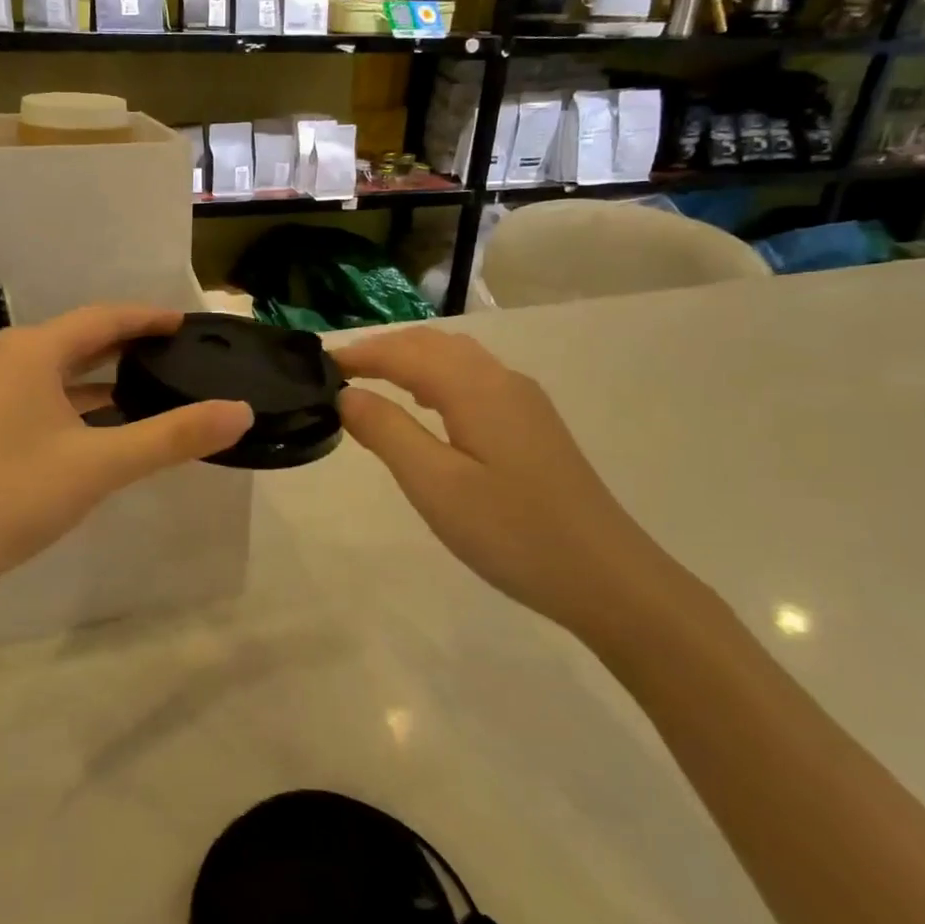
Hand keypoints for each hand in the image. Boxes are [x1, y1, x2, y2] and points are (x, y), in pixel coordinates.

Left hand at [0, 305, 252, 604]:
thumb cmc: (13, 497)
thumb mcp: (101, 466)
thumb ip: (173, 436)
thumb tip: (240, 412)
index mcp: (29, 351)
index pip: (102, 318)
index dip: (147, 318)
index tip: (184, 322)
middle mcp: (0, 355)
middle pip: (74, 338)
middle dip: (123, 344)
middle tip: (169, 352)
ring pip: (50, 366)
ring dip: (94, 373)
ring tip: (140, 382)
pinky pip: (31, 390)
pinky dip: (67, 397)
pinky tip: (92, 419)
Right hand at [331, 326, 675, 639]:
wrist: (608, 578)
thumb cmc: (512, 532)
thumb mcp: (435, 485)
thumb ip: (386, 431)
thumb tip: (346, 395)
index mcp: (476, 388)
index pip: (405, 352)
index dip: (359, 354)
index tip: (317, 365)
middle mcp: (502, 381)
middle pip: (433, 345)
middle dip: (383, 350)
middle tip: (337, 372)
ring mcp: (524, 403)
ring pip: (457, 360)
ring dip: (410, 361)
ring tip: (371, 382)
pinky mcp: (533, 427)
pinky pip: (474, 382)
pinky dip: (436, 379)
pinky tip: (426, 407)